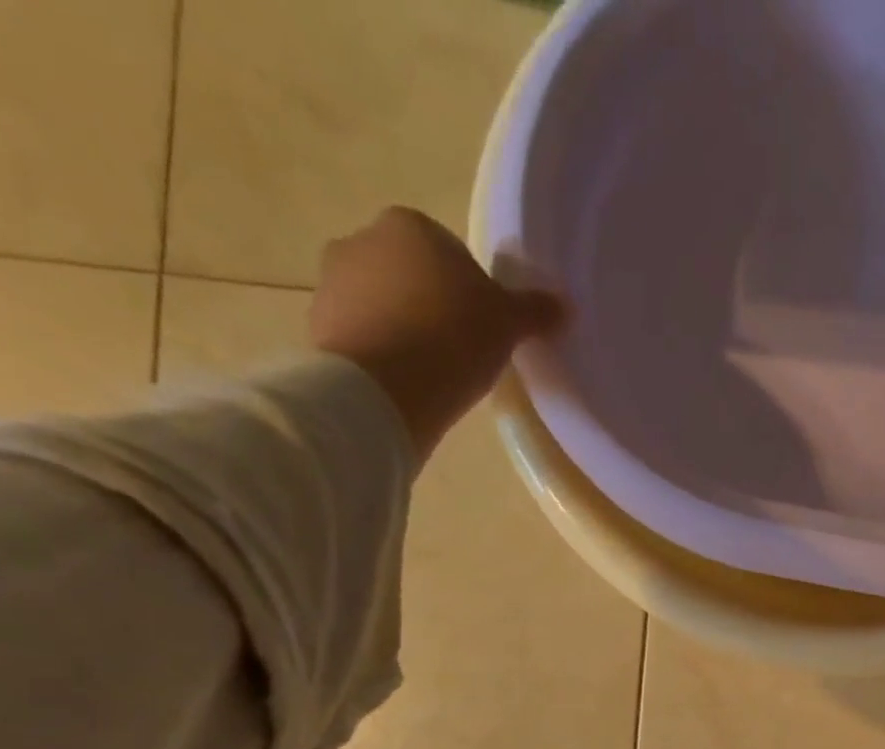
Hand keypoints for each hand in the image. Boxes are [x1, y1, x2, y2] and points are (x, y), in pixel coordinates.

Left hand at [310, 207, 563, 456]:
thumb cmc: (452, 339)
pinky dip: (383, 353)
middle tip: (461, 351)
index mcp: (410, 225)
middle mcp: (362, 238)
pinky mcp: (319, 324)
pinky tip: (406, 383)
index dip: (472, 292)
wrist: (386, 388)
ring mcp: (332, 281)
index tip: (484, 327)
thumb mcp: (507, 324)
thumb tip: (565, 306)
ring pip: (384, 303)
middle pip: (412, 275)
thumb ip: (534, 310)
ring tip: (434, 372)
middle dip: (433, 305)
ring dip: (406, 329)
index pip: (450, 253)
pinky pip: (363, 335)